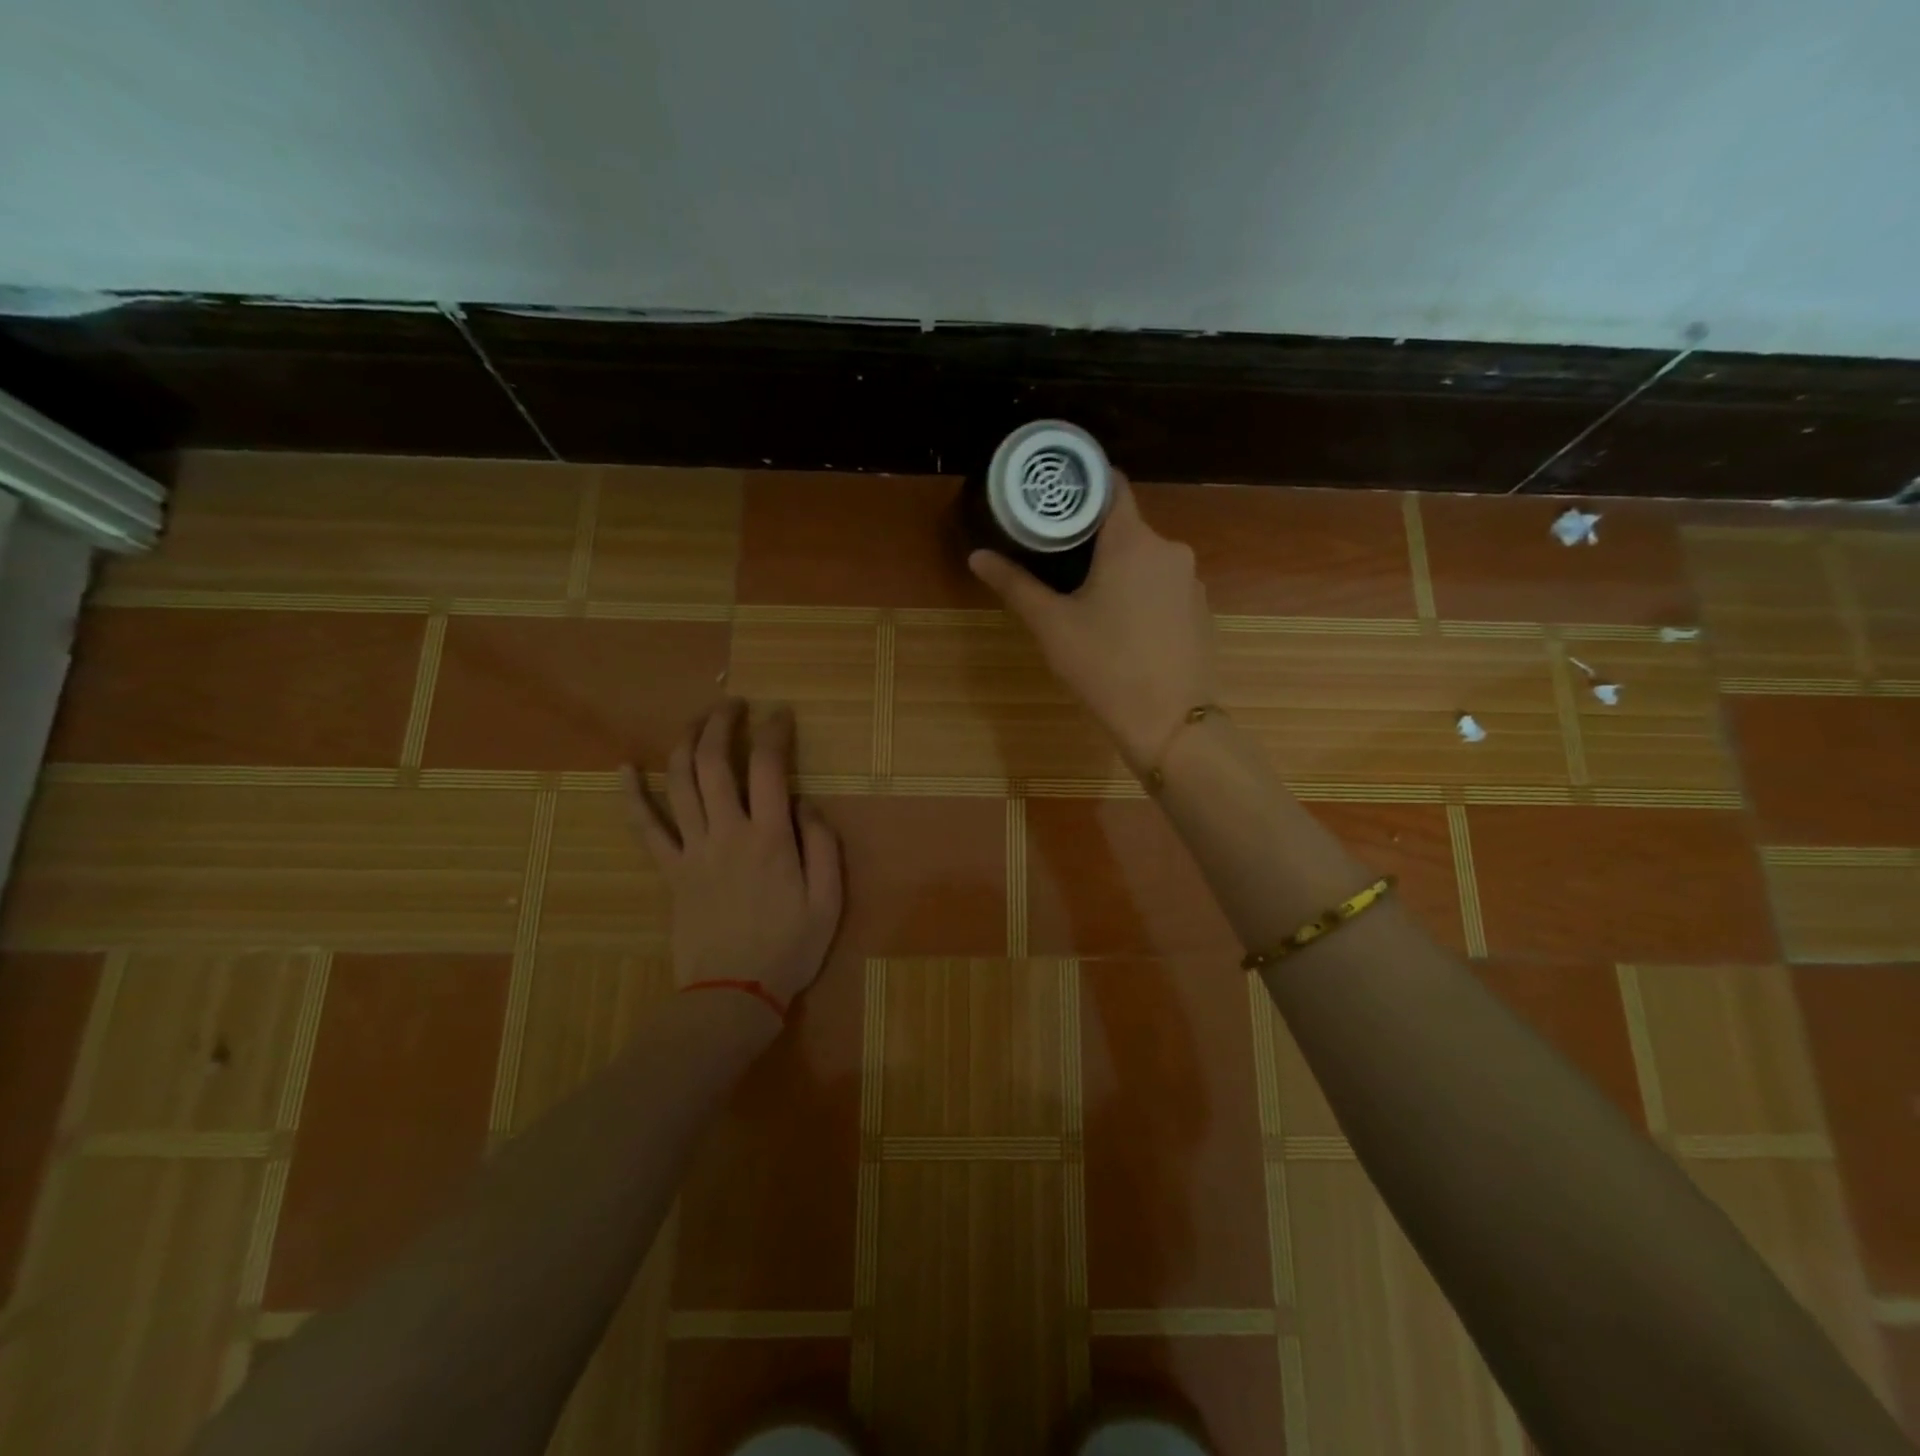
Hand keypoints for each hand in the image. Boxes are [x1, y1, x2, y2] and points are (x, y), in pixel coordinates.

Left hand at [626, 701, 842, 1012]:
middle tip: (734, 705)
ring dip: (685, 743)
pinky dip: (631, 795)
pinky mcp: (670, 871)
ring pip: (679, 783)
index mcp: (769, 838)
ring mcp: (692, 850)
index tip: (781, 714)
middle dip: (722, 723)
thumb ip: (822, 846)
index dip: (774, 732)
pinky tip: (623, 768)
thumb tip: (806, 804)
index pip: (769, 767)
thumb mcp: (828, 901)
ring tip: (697, 721)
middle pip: (714, 763)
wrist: (733, 994)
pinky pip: (645, 828)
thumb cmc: (789, 948)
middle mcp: (727, 833)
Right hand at [969, 473, 1218, 768]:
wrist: (1170, 723)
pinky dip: (1140, 592)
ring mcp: (1190, 581)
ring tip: (1085, 596)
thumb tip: (977, 556)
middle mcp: (1169, 549)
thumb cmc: (1105, 667)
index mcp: (1132, 541)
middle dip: (1092, 538)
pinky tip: (1122, 625)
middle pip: (1126, 526)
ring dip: (1117, 568)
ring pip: (1145, 558)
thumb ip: (1015, 585)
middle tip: (1055, 558)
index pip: (1111, 485)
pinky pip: (1163, 585)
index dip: (1082, 485)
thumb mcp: (1052, 625)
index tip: (1054, 499)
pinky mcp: (1200, 609)